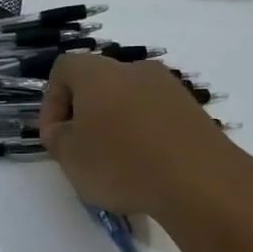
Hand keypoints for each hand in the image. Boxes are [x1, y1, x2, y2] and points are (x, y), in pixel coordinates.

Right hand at [40, 53, 252, 218]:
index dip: (51, 102)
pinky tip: (146, 166)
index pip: (63, 69)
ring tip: (115, 162)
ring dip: (115, 124)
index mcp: (98, 73)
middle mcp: (134, 69)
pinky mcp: (193, 110)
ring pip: (128, 99)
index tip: (55, 136)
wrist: (201, 182)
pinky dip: (144, 134)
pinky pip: (155, 115)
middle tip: (81, 150)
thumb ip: (57, 138)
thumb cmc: (122, 164)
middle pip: (98, 83)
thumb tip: (64, 129)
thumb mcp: (70, 157)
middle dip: (85, 114)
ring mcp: (168, 87)